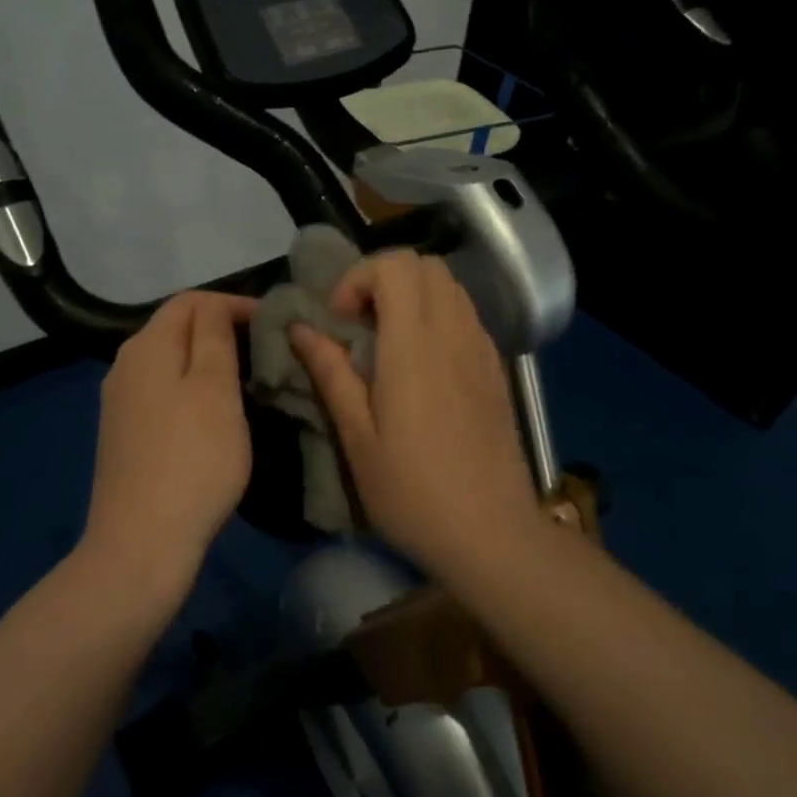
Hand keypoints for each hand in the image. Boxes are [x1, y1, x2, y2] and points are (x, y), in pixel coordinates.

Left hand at [78, 291, 256, 602]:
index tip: (275, 324)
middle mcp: (125, 366)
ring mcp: (121, 403)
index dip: (234, 304)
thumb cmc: (191, 460)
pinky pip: (164, 394)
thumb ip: (215, 337)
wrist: (141, 543)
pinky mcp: (125, 435)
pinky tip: (215, 415)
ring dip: (209, 363)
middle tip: (267, 351)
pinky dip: (193, 391)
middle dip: (222, 331)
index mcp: (146, 346)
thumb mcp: (215, 389)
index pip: (191, 301)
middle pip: (177, 329)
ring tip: (249, 381)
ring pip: (171, 363)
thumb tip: (215, 308)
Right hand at [291, 251, 536, 564]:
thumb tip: (301, 328)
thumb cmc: (413, 492)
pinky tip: (422, 364)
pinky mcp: (496, 369)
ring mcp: (481, 349)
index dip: (359, 278)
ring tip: (387, 342)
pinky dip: (437, 315)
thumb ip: (330, 373)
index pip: (396, 265)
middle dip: (383, 279)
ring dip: (412, 295)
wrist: (492, 533)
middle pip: (425, 264)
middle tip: (359, 324)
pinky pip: (465, 314)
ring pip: (449, 285)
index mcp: (414, 346)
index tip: (340, 321)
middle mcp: (453, 333)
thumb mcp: (357, 438)